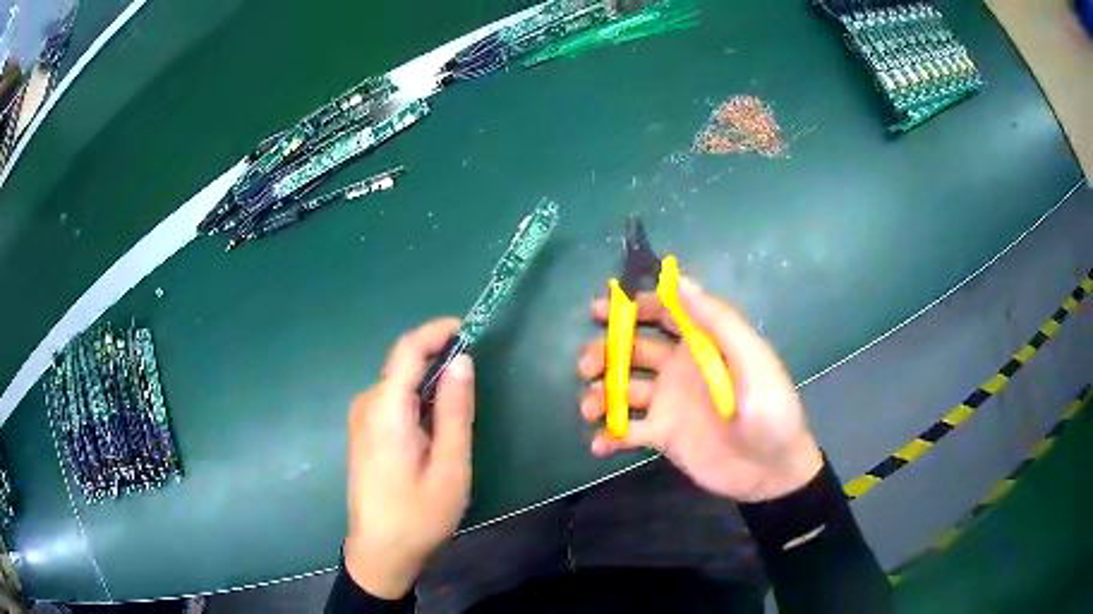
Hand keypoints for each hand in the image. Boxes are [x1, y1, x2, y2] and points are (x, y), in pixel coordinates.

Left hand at [343, 319, 474, 598]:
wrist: (380, 552)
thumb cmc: (419, 515)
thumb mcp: (449, 466)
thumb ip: (455, 411)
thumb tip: (462, 361)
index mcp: (385, 409)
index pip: (408, 349)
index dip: (438, 331)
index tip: (470, 329)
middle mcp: (366, 405)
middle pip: (402, 364)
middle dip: (438, 358)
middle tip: (476, 376)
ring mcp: (360, 419)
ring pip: (398, 383)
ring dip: (429, 382)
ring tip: (461, 406)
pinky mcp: (363, 432)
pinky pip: (392, 401)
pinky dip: (417, 400)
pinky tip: (435, 427)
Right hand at [578, 278, 822, 502]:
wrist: (772, 471)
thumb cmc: (770, 410)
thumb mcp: (753, 361)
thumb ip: (718, 322)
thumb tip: (678, 279)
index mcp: (703, 345)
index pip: (664, 314)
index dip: (633, 307)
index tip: (602, 311)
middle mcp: (679, 369)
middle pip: (632, 350)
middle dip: (605, 352)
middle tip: (586, 367)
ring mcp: (668, 404)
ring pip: (622, 390)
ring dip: (601, 394)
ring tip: (591, 409)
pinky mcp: (662, 436)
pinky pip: (627, 431)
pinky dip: (609, 436)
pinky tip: (600, 444)